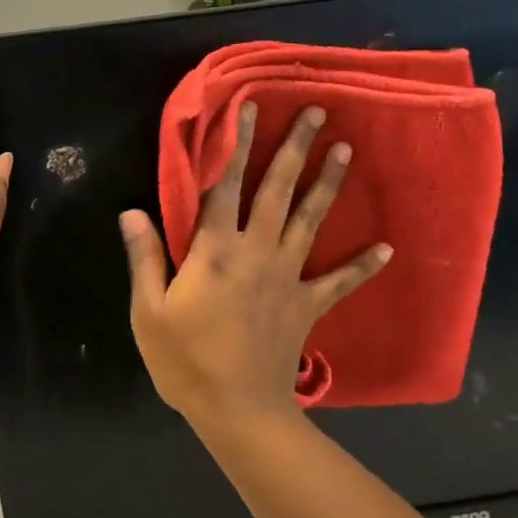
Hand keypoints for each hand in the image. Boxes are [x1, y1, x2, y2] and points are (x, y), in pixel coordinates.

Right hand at [119, 103, 390, 430]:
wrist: (237, 410)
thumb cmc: (186, 360)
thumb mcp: (149, 311)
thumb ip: (145, 257)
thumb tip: (131, 211)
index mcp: (216, 249)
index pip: (226, 184)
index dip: (236, 144)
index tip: (250, 108)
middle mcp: (257, 251)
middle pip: (278, 190)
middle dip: (296, 148)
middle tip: (318, 113)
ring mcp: (288, 276)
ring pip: (310, 220)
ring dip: (329, 184)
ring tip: (347, 150)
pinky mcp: (307, 304)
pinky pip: (339, 281)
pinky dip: (363, 266)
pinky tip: (386, 247)